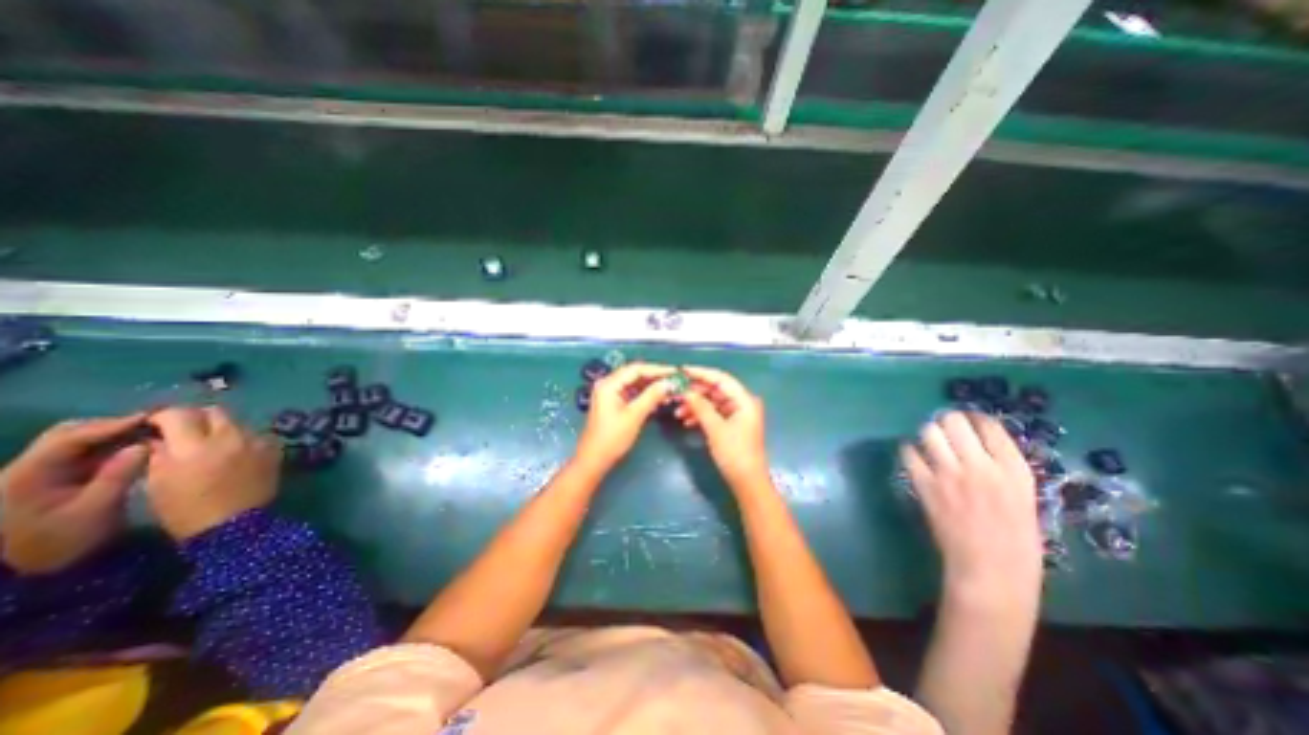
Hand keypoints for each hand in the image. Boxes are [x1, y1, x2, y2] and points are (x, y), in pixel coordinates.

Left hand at [1, 413, 149, 574]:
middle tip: (155, 424)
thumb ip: (119, 475)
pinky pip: (83, 454)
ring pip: (77, 442)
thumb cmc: (59, 542)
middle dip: (112, 427)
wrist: (23, 573)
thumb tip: (144, 446)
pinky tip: (138, 448)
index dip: (111, 425)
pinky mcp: (52, 480)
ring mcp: (37, 474)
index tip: (152, 417)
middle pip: (69, 434)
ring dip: (114, 436)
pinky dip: (112, 447)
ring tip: (151, 434)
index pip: (70, 438)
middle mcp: (26, 468)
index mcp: (27, 474)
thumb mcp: (93, 511)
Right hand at [143, 404, 280, 543]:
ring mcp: (257, 440)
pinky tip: (234, 453)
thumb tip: (158, 436)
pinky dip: (241, 438)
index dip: (163, 416)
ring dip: (221, 428)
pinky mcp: (274, 447)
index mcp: (195, 445)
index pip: (179, 414)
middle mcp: (231, 436)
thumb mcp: (157, 481)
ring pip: (237, 422)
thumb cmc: (186, 508)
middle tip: (184, 431)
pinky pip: (255, 434)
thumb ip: (158, 452)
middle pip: (214, 411)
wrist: (234, 523)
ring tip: (210, 444)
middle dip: (196, 417)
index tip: (155, 424)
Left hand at [574, 361, 673, 470]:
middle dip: (656, 377)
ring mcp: (610, 394)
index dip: (657, 369)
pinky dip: (645, 395)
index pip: (636, 369)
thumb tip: (669, 383)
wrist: (594, 460)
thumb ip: (652, 396)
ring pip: (635, 384)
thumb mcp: (634, 416)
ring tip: (670, 391)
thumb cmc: (612, 438)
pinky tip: (659, 400)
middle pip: (635, 374)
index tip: (675, 372)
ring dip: (652, 387)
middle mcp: (608, 384)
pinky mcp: (613, 403)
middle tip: (675, 380)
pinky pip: (632, 393)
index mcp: (609, 384)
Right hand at [682, 365, 769, 489]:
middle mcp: (742, 403)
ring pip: (713, 402)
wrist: (747, 482)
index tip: (683, 371)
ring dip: (696, 405)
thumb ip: (701, 407)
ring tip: (678, 411)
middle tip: (676, 393)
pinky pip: (714, 414)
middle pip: (716, 390)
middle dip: (696, 392)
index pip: (721, 379)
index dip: (702, 373)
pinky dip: (701, 415)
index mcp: (744, 400)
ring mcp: (737, 415)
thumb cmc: (735, 454)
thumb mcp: (715, 429)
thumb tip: (686, 391)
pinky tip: (686, 420)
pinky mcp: (731, 426)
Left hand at [901, 412, 1043, 599]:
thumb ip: (1002, 469)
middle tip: (945, 428)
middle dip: (947, 421)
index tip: (968, 420)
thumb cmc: (1016, 542)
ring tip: (930, 440)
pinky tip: (915, 456)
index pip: (990, 426)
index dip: (975, 418)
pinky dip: (910, 451)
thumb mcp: (1023, 498)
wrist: (990, 571)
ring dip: (928, 433)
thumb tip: (978, 444)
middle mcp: (981, 466)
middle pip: (955, 421)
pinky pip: (909, 454)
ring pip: (929, 432)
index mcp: (1014, 470)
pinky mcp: (925, 484)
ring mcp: (950, 474)